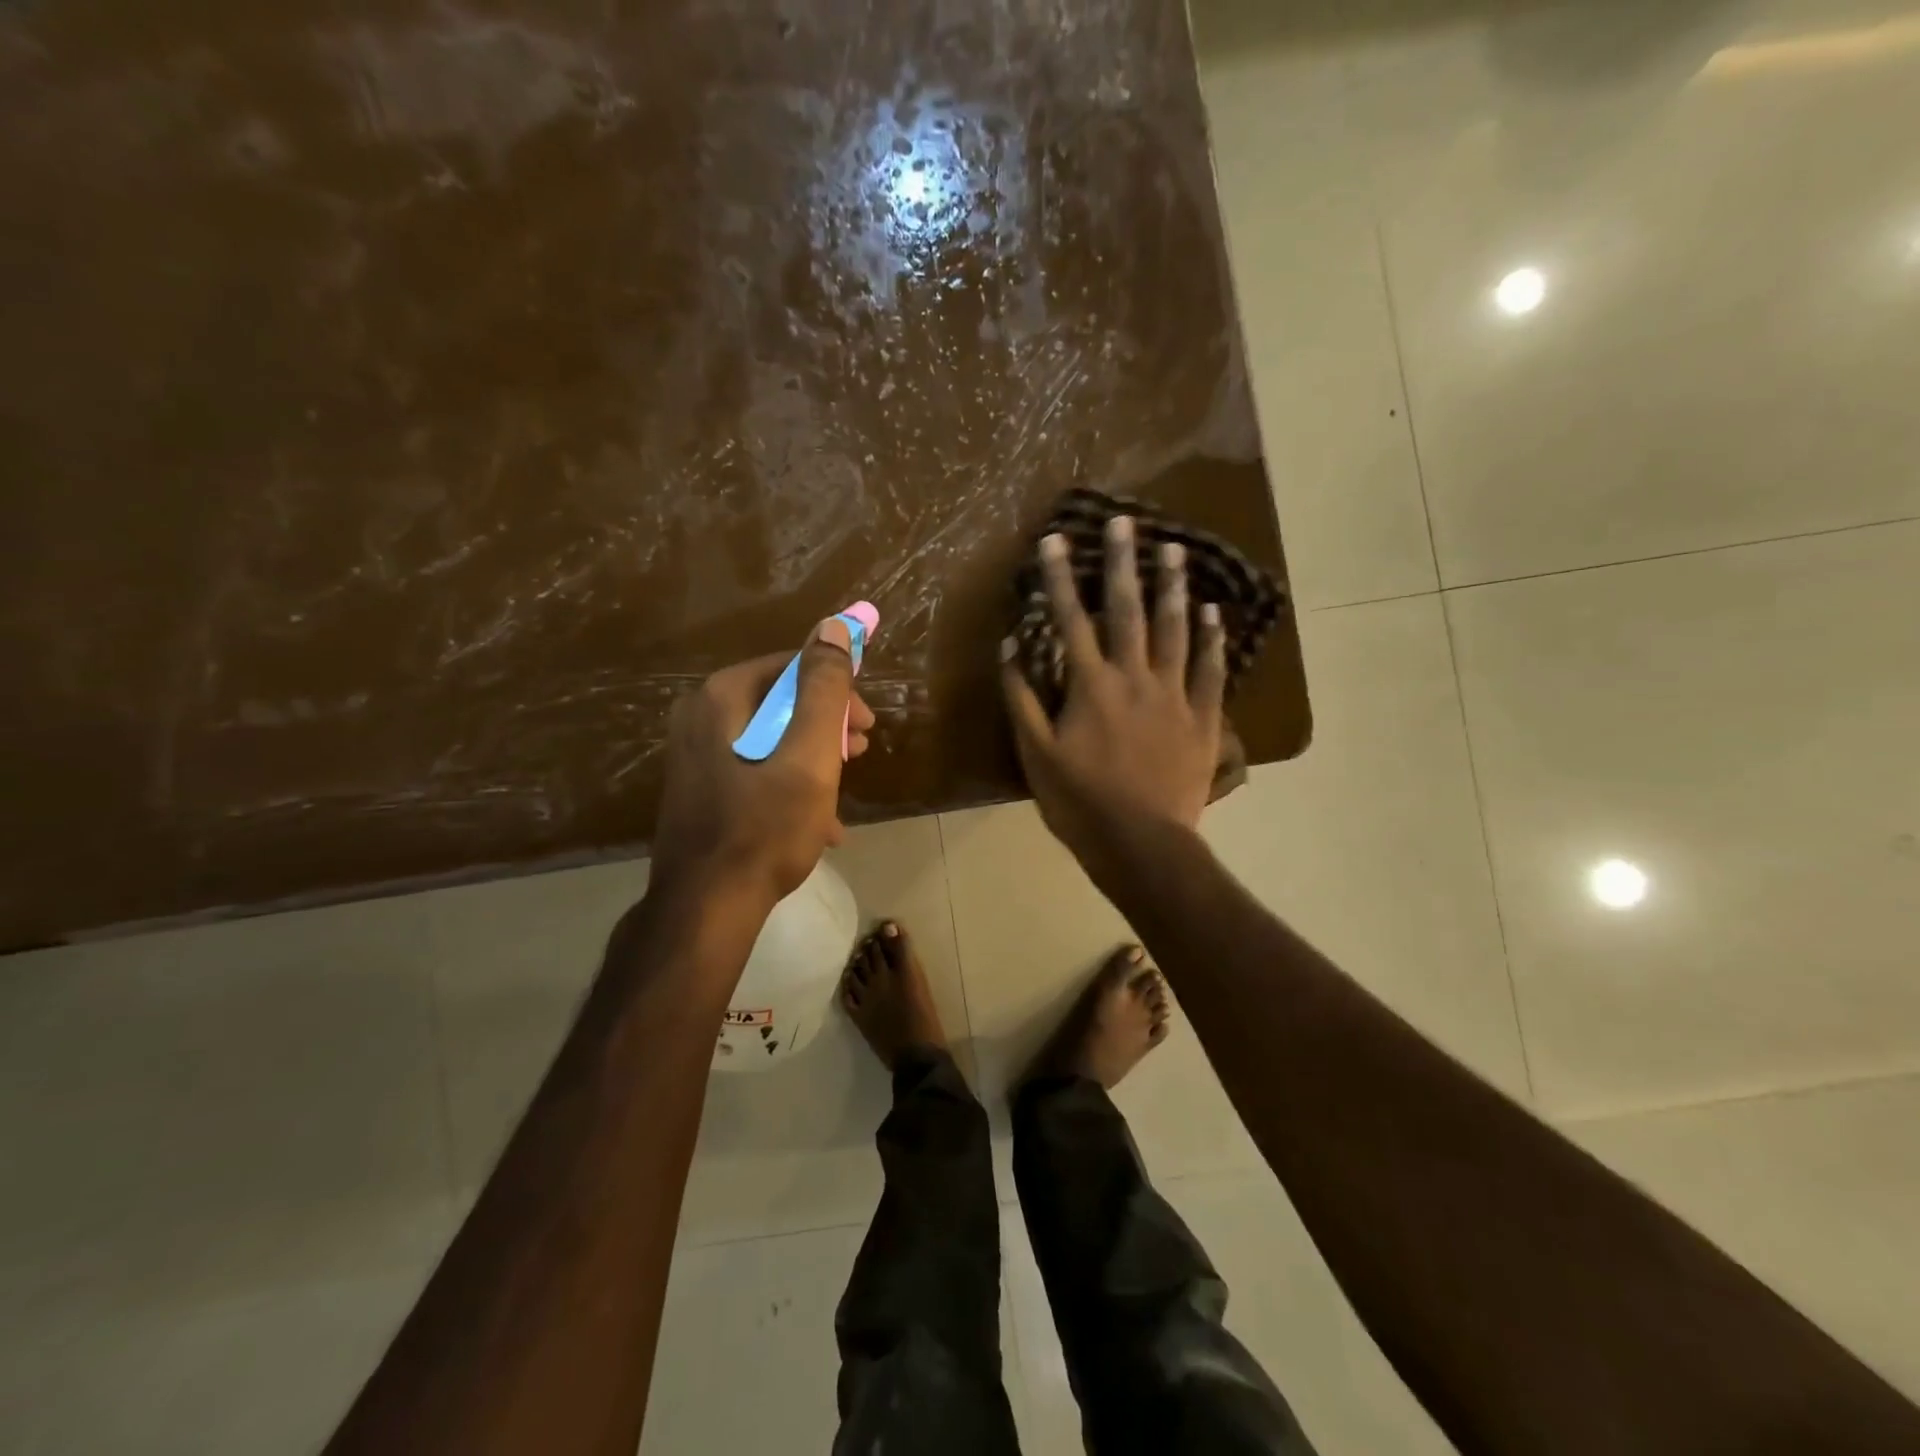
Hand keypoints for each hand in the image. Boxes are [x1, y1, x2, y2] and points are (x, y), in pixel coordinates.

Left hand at [651, 618, 875, 909]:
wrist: (707, 907)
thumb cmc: (766, 827)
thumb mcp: (810, 755)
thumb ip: (824, 689)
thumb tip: (835, 627)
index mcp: (722, 698)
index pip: (792, 667)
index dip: (837, 690)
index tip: (866, 726)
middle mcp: (699, 716)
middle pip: (781, 702)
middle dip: (827, 727)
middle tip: (859, 756)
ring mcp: (694, 755)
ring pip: (770, 738)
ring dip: (813, 759)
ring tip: (841, 793)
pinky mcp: (698, 788)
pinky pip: (754, 769)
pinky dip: (788, 785)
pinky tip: (818, 823)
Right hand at [1001, 518, 1226, 865]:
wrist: (1142, 844)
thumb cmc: (1080, 802)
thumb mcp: (1035, 754)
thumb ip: (1022, 698)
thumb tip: (1011, 647)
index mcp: (1091, 686)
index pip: (1071, 620)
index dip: (1060, 579)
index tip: (1055, 540)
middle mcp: (1135, 678)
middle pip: (1128, 611)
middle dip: (1124, 564)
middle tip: (1126, 522)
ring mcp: (1175, 695)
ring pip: (1176, 630)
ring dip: (1174, 587)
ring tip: (1176, 548)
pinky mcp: (1205, 718)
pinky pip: (1211, 670)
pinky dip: (1213, 638)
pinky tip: (1215, 611)